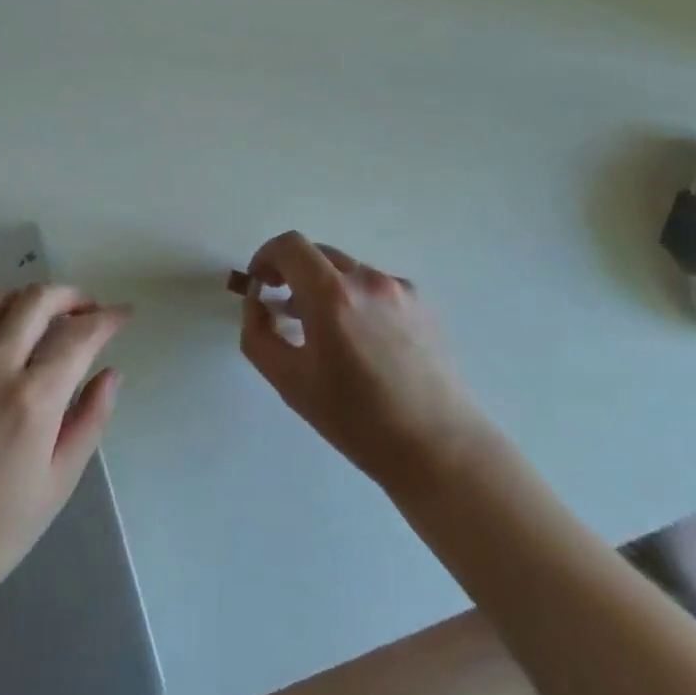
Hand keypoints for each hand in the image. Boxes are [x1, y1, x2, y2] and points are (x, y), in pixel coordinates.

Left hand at [0, 285, 126, 605]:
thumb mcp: (59, 482)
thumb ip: (91, 419)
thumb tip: (111, 373)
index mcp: (31, 402)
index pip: (78, 335)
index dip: (107, 318)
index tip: (122, 315)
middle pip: (36, 301)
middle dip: (71, 296)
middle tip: (87, 310)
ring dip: (29, 301)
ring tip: (45, 319)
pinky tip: (0, 342)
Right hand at [238, 232, 483, 488]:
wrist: (439, 448)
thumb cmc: (357, 420)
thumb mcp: (290, 382)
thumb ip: (258, 334)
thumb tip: (256, 302)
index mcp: (332, 295)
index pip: (289, 246)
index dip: (266, 256)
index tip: (260, 283)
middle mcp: (367, 279)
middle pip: (318, 254)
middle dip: (293, 273)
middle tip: (283, 308)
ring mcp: (400, 288)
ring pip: (347, 271)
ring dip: (325, 287)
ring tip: (322, 330)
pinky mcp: (422, 303)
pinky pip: (376, 287)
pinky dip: (356, 300)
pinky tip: (362, 342)